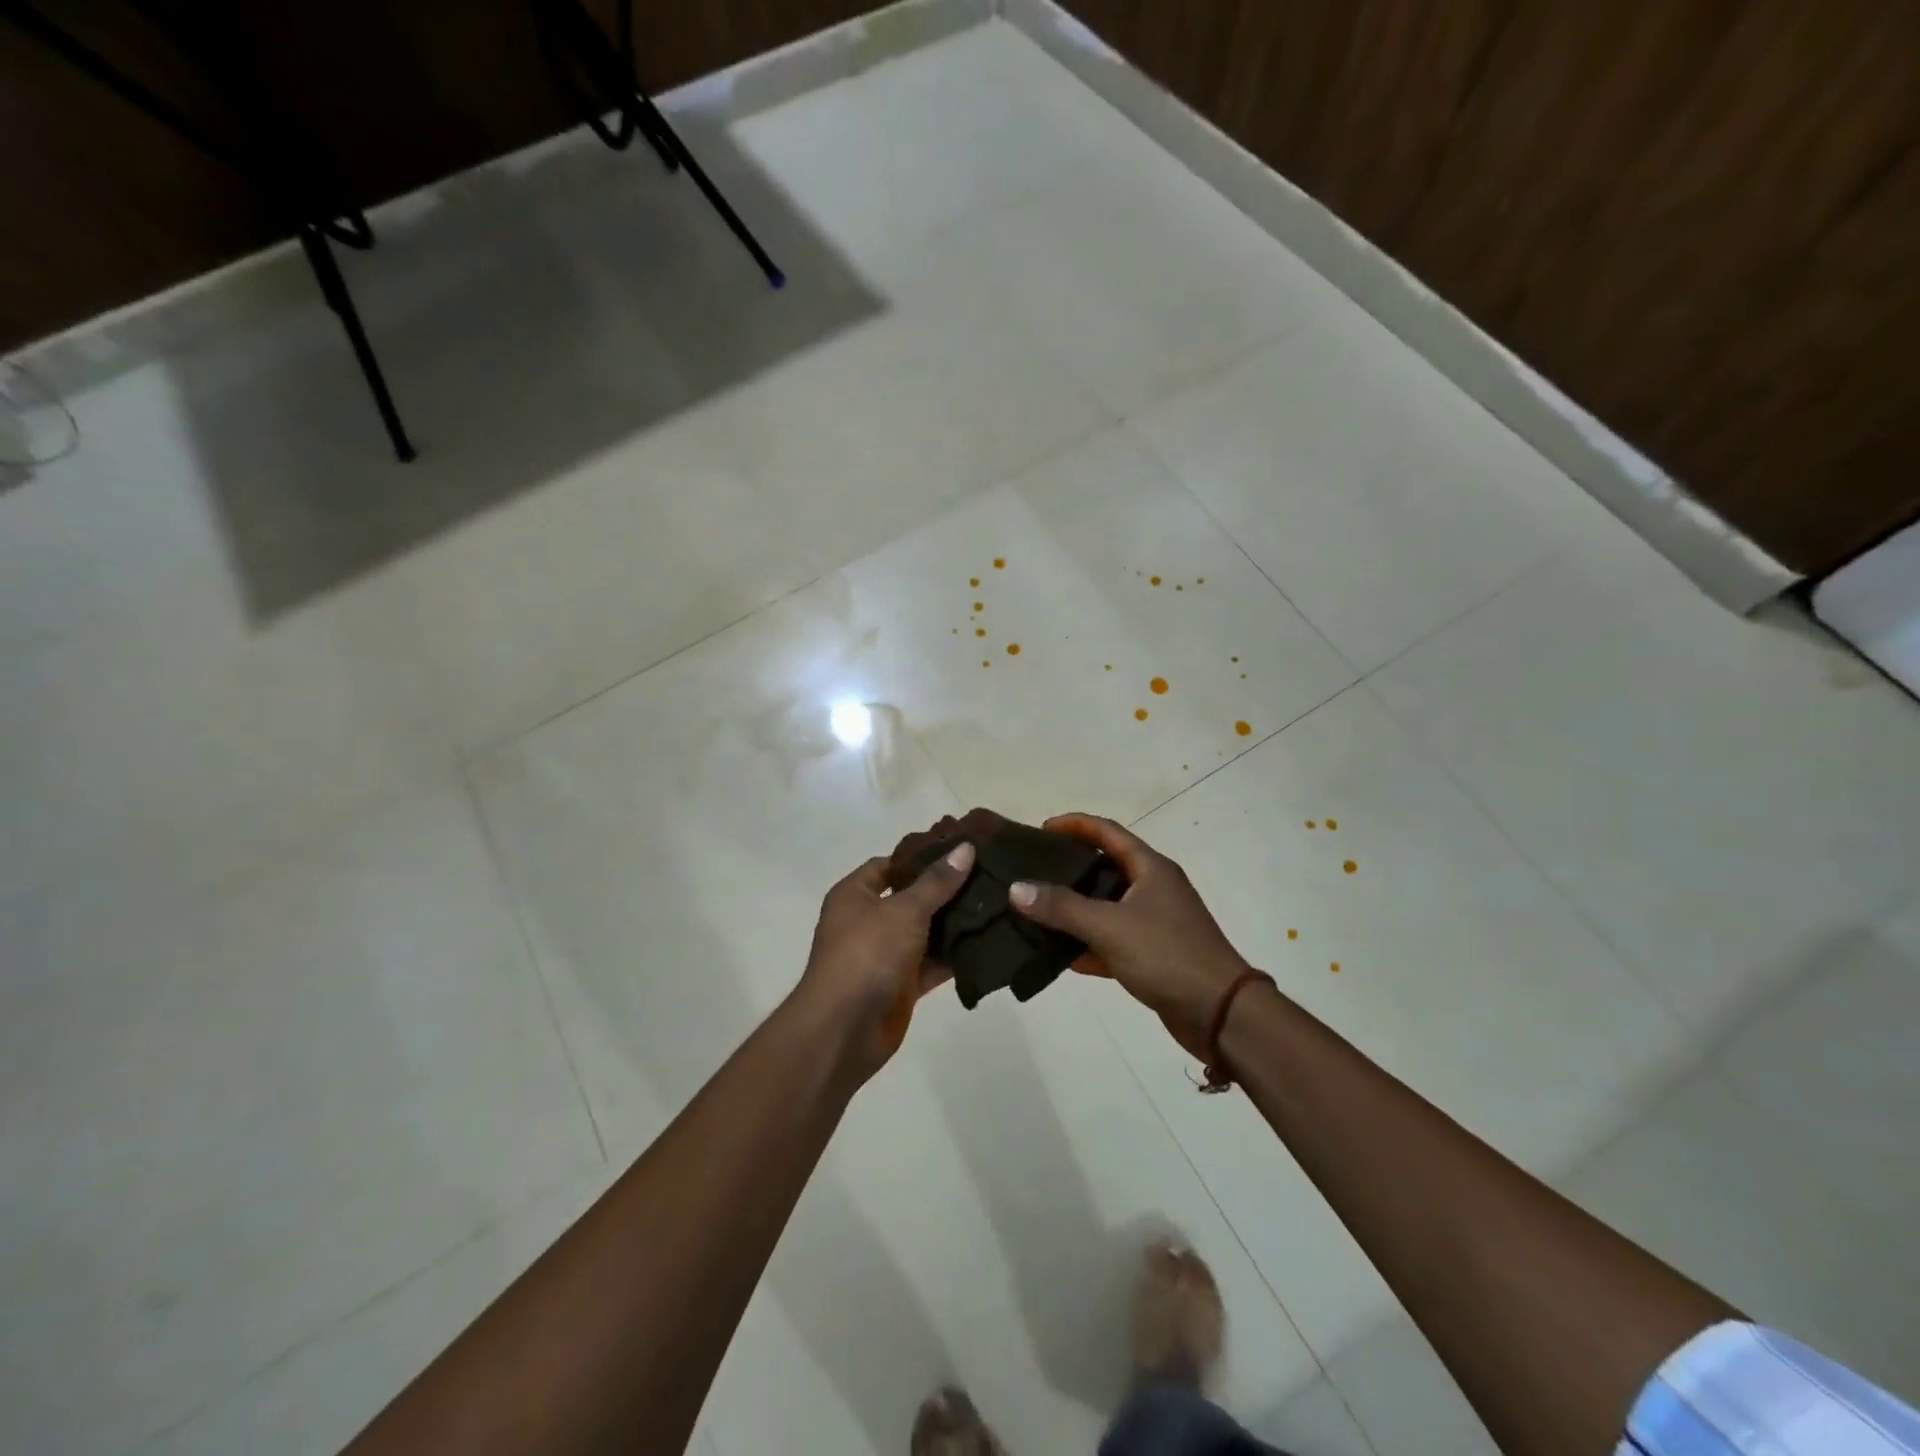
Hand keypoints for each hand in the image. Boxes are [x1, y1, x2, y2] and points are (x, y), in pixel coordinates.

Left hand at [794, 841, 975, 1081]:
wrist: (844, 1029)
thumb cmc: (867, 954)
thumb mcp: (904, 910)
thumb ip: (937, 882)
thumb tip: (966, 848)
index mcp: (855, 894)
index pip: (890, 864)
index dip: (922, 856)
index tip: (960, 851)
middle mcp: (868, 921)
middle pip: (912, 897)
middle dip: (947, 890)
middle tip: (989, 875)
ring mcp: (885, 955)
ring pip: (926, 932)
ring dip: (955, 923)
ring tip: (998, 904)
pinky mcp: (902, 985)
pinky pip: (933, 964)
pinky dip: (955, 956)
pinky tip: (989, 943)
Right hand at [1009, 814, 1251, 1059]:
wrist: (1222, 1014)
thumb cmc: (1167, 955)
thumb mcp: (1109, 926)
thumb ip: (1062, 907)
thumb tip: (1017, 888)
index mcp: (1150, 868)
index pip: (1107, 831)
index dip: (1074, 825)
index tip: (1040, 830)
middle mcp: (1153, 888)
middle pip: (1104, 867)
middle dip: (1068, 868)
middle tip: (1030, 872)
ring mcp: (1154, 923)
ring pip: (1105, 907)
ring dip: (1073, 910)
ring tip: (1034, 911)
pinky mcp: (1153, 955)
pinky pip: (1111, 941)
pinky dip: (1087, 945)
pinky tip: (1057, 955)